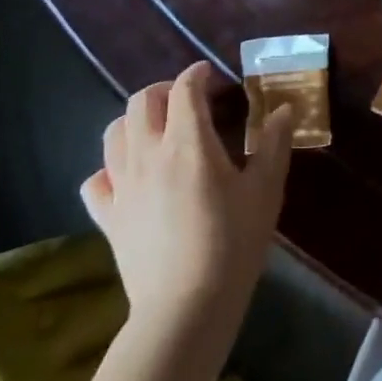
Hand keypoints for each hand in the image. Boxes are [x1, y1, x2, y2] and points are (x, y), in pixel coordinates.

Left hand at [80, 62, 293, 319]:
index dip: (198, 75)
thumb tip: (284, 110)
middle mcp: (148, 154)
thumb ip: (274, 144)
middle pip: (142, 102)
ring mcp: (122, 185)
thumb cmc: (234, 243)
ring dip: (136, 121)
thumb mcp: (266, 191)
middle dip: (165, 90)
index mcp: (188, 143)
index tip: (213, 76)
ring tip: (159, 130)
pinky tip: (130, 176)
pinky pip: (97, 179)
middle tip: (189, 100)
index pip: (185, 90)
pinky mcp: (108, 216)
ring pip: (114, 133)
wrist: (187, 305)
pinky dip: (111, 168)